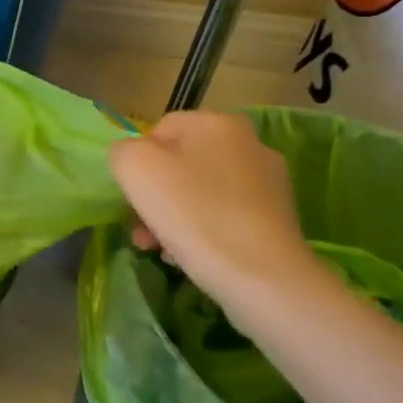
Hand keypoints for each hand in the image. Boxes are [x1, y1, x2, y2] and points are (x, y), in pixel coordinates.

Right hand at [110, 111, 328, 322]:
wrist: (263, 279)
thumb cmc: (193, 213)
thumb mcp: (135, 168)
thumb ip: (123, 151)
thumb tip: (132, 161)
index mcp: (218, 123)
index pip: (160, 131)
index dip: (138, 163)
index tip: (134, 197)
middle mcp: (250, 145)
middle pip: (181, 165)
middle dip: (154, 197)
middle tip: (141, 230)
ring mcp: (270, 185)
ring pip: (201, 194)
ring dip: (173, 218)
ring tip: (160, 250)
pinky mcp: (279, 222)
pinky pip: (225, 218)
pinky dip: (203, 233)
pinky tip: (190, 259)